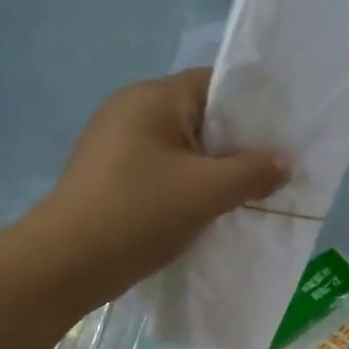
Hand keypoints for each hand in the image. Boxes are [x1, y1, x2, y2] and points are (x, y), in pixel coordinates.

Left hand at [32, 69, 288, 305]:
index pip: (215, 84)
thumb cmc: (138, 213)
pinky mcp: (112, 177)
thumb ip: (252, 172)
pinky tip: (210, 211)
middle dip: (238, 144)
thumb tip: (283, 163)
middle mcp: (131, 111)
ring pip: (183, 149)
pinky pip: (164, 172)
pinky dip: (189, 187)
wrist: (64, 265)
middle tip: (274, 169)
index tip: (283, 136)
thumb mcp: (206, 191)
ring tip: (249, 193)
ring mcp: (117, 146)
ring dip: (215, 170)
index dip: (253, 107)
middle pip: (200, 117)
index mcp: (152, 98)